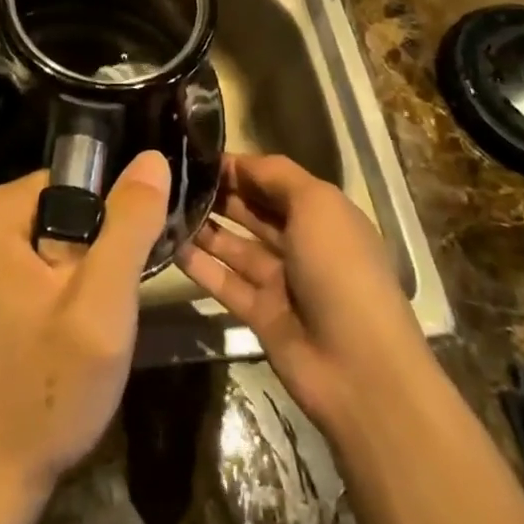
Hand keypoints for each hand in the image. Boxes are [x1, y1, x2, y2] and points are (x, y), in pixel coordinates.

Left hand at [0, 150, 171, 498]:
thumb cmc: (44, 391)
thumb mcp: (101, 307)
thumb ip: (128, 226)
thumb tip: (152, 158)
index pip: (66, 183)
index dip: (101, 225)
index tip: (110, 276)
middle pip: (54, 207)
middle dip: (85, 252)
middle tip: (94, 311)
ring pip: (44, 236)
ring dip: (71, 274)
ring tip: (78, 327)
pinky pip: (25, 260)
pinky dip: (50, 288)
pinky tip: (55, 333)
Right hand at [179, 153, 428, 444]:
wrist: (358, 367)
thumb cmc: (340, 268)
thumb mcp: (317, 204)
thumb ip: (275, 175)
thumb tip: (236, 161)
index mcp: (322, 214)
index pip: (274, 181)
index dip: (240, 167)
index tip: (198, 155)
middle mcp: (302, 244)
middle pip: (252, 211)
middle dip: (219, 193)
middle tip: (174, 179)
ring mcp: (280, 281)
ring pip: (234, 245)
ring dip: (204, 226)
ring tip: (164, 206)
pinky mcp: (260, 314)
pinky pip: (224, 281)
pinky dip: (199, 264)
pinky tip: (169, 244)